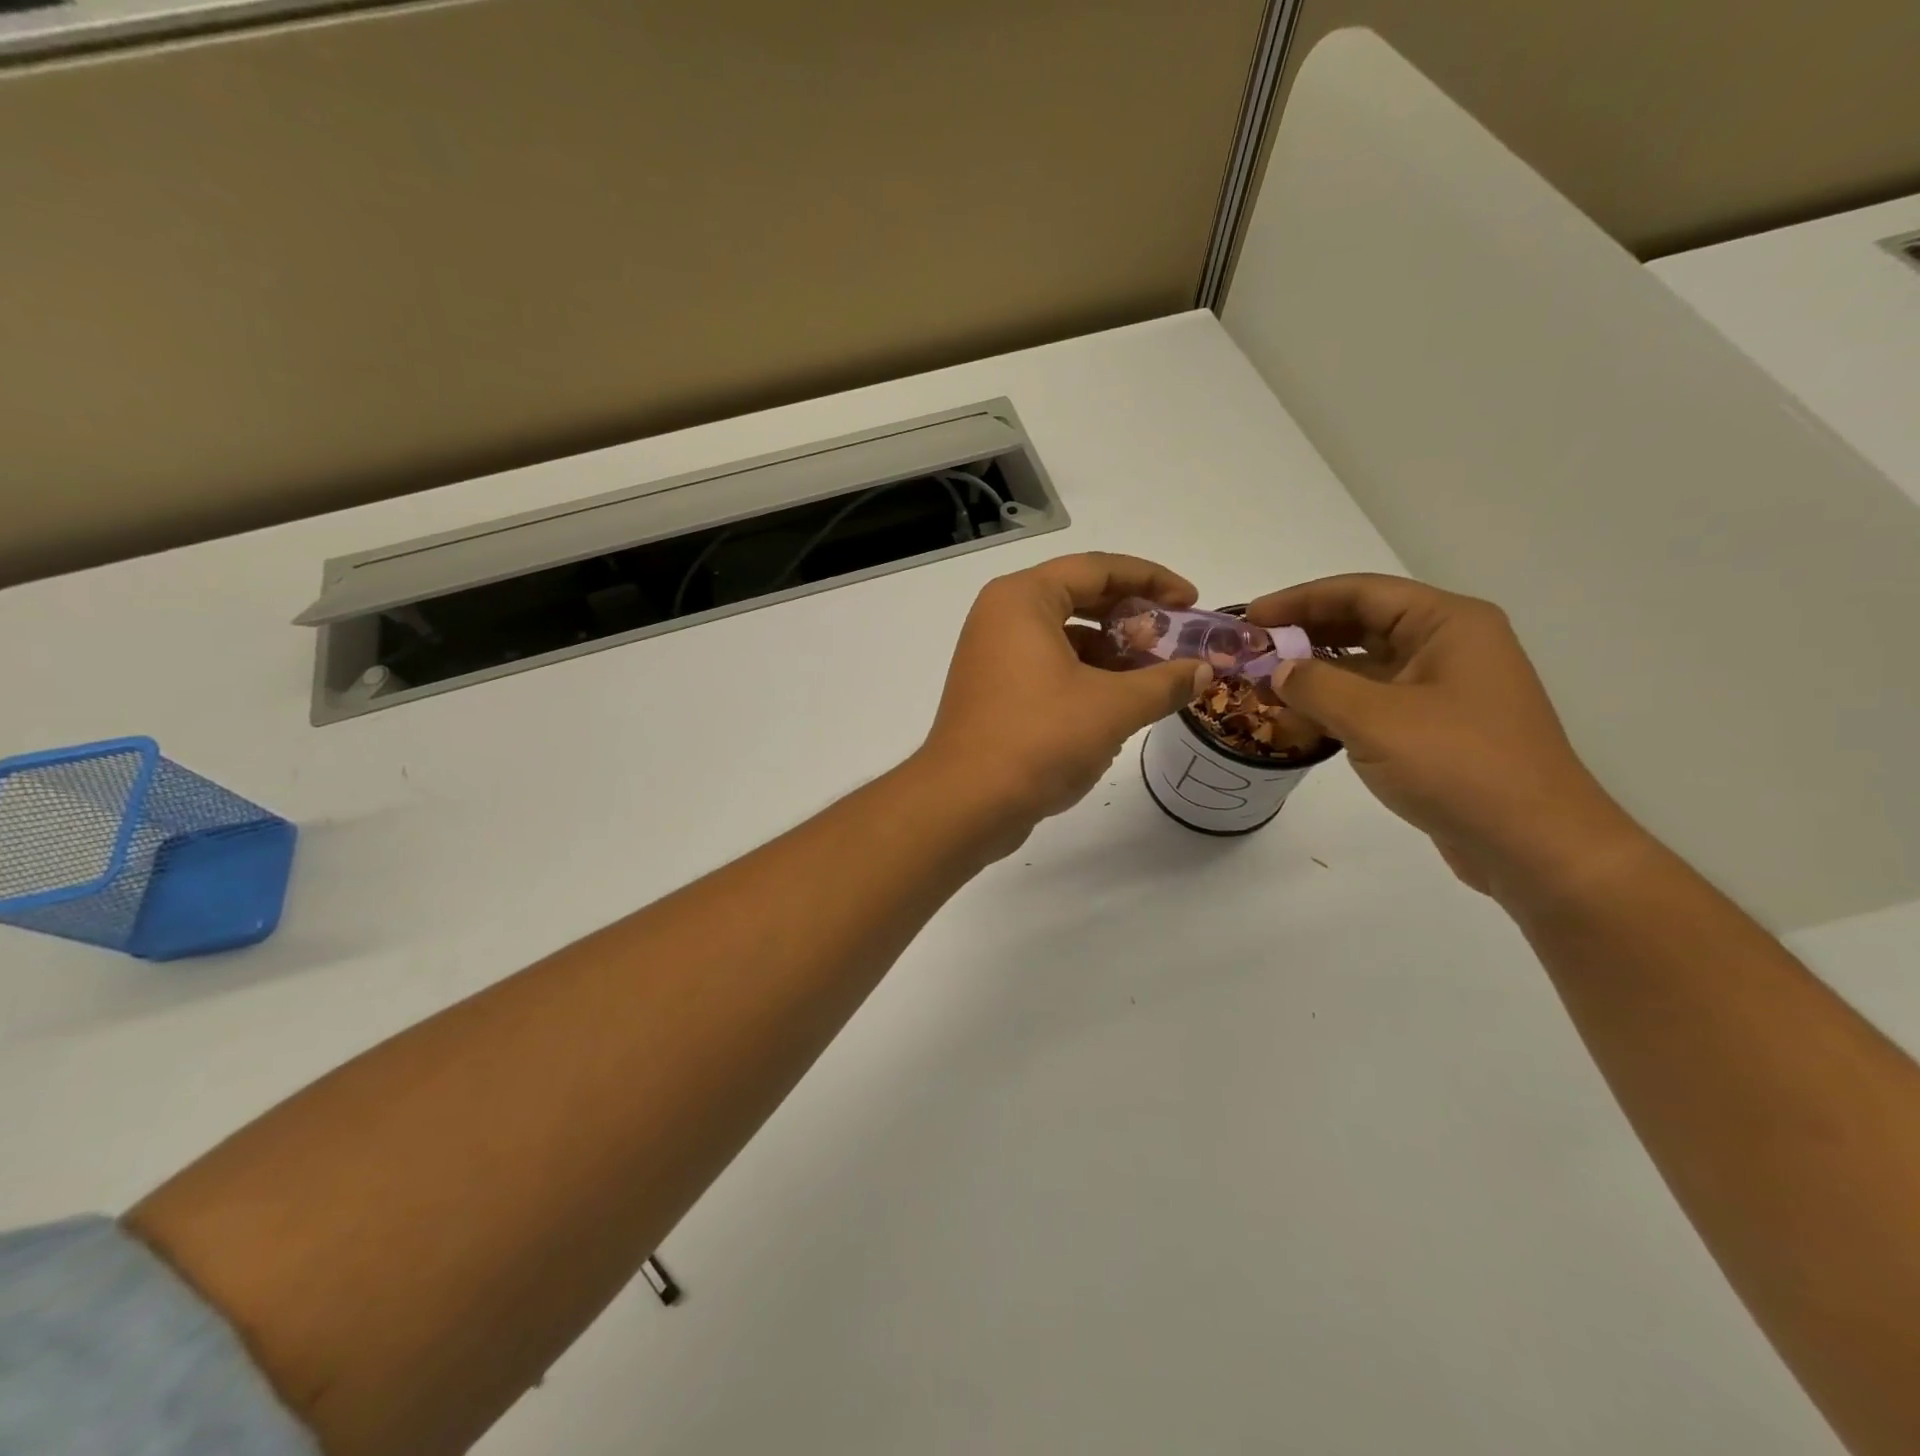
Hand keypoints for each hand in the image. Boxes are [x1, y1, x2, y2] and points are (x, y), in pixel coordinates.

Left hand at [919, 553, 1213, 834]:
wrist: (965, 803)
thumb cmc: (1039, 739)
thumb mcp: (1114, 707)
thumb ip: (1165, 682)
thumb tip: (1203, 672)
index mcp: (1023, 599)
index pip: (1098, 569)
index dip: (1152, 580)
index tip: (1191, 601)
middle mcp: (1001, 617)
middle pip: (1079, 598)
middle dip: (1131, 618)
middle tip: (1172, 639)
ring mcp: (992, 656)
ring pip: (1063, 638)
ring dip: (1110, 653)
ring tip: (1152, 678)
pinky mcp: (992, 692)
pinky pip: (1047, 668)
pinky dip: (1084, 678)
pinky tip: (1116, 706)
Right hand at [1247, 575, 1648, 905]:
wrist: (1533, 844)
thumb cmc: (1458, 766)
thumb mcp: (1374, 719)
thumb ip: (1315, 685)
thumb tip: (1278, 671)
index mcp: (1447, 624)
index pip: (1360, 592)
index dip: (1300, 599)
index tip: (1251, 617)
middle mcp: (1450, 646)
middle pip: (1363, 623)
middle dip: (1305, 634)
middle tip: (1252, 650)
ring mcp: (1445, 689)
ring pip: (1367, 664)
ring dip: (1316, 672)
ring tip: (1265, 684)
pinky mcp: (1438, 727)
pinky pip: (1375, 700)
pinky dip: (1336, 704)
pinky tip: (1299, 718)